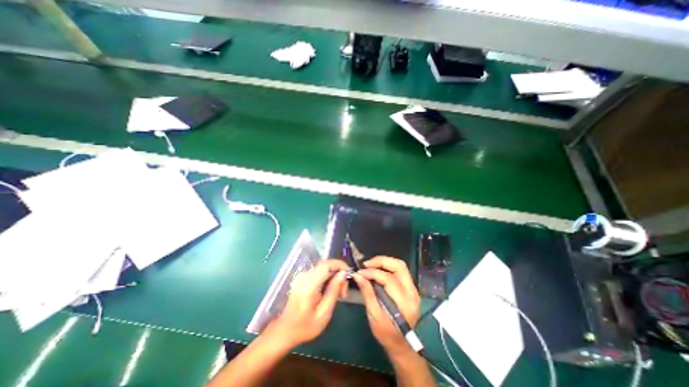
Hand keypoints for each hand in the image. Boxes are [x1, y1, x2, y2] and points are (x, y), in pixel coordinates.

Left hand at [265, 260, 347, 347]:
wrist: (285, 331)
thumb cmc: (305, 326)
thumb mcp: (324, 314)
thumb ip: (333, 291)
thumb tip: (343, 274)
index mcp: (309, 284)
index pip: (327, 264)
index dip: (340, 265)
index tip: (349, 275)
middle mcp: (305, 276)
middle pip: (326, 264)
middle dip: (339, 272)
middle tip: (344, 290)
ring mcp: (303, 276)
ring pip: (324, 267)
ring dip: (334, 274)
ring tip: (339, 291)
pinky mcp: (303, 278)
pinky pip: (319, 271)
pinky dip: (328, 276)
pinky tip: (330, 289)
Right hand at [355, 257, 420, 355]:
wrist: (401, 344)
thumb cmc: (386, 333)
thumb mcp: (374, 315)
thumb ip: (367, 293)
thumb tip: (358, 275)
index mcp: (404, 303)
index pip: (388, 279)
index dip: (372, 273)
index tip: (360, 272)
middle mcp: (412, 293)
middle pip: (399, 266)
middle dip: (381, 261)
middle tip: (367, 264)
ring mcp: (413, 289)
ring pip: (401, 266)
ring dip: (385, 262)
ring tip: (371, 265)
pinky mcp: (411, 288)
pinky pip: (400, 271)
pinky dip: (388, 267)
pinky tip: (378, 270)